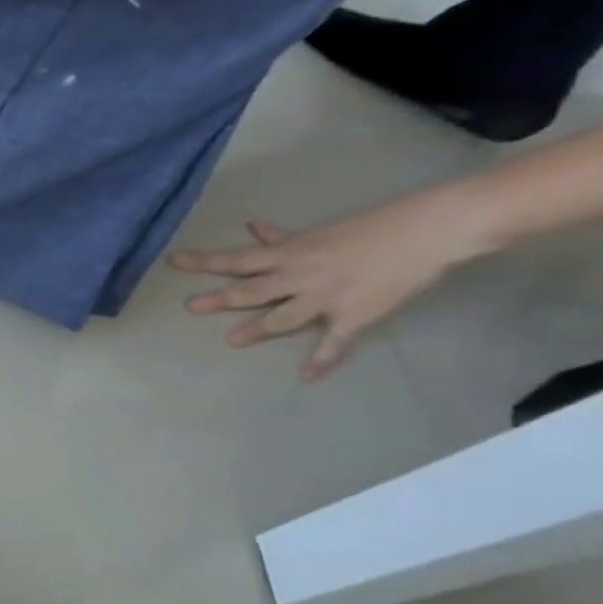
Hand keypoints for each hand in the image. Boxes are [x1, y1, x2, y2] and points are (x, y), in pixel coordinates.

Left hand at [168, 193, 473, 380]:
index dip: (202, 260)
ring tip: (231, 341)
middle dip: (220, 299)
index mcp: (289, 254)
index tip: (171, 261)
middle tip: (191, 307)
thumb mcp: (318, 231)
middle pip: (250, 290)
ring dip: (257, 330)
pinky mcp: (355, 315)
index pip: (235, 258)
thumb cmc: (372, 226)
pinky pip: (335, 342)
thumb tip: (252, 228)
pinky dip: (323, 360)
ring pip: (283, 317)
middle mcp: (299, 276)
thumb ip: (282, 237)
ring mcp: (326, 297)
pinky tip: (307, 377)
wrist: (431, 230)